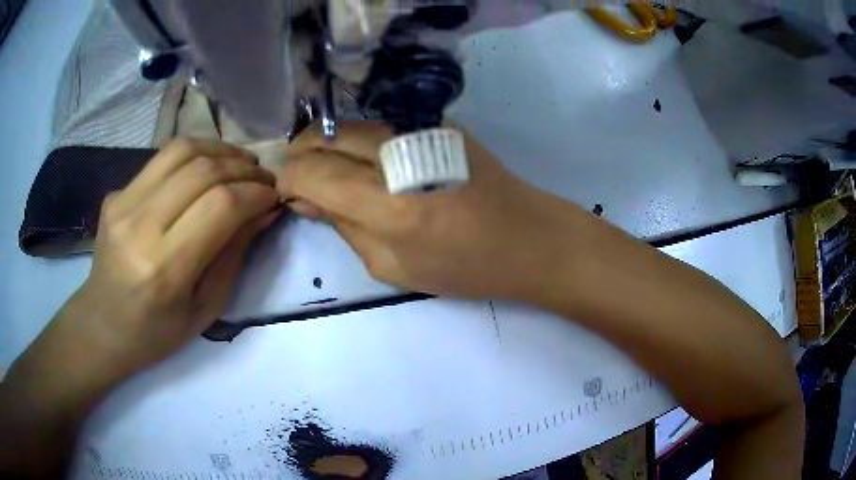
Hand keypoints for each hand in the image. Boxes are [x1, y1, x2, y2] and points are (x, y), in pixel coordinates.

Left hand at [66, 138, 282, 376]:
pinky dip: (195, 154)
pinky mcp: (116, 193)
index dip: (255, 193)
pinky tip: (209, 166)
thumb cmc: (157, 332)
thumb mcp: (206, 308)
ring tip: (241, 163)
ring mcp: (122, 204)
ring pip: (182, 150)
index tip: (274, 196)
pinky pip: (162, 158)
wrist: (103, 325)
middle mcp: (139, 227)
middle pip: (202, 171)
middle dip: (243, 168)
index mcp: (164, 270)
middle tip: (263, 178)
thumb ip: (234, 254)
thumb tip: (264, 209)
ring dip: (221, 150)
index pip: (219, 206)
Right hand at [277, 122, 580, 300]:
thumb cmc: (464, 266)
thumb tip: (306, 197)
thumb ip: (342, 226)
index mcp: (388, 205)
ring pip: (349, 125)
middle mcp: (400, 155)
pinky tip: (365, 162)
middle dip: (302, 157)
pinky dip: (358, 141)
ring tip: (331, 173)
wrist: (528, 236)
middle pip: (325, 137)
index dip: (289, 181)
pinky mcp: (437, 121)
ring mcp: (421, 129)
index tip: (289, 195)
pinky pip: (378, 125)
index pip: (311, 172)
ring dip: (328, 146)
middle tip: (304, 183)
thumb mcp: (392, 267)